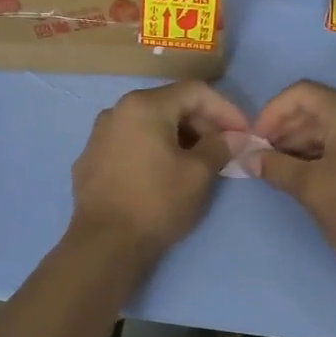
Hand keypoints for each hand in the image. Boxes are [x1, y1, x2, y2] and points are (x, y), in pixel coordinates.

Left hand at [71, 82, 247, 260]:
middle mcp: (117, 111)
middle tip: (226, 148)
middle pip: (170, 105)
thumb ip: (220, 147)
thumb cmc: (157, 202)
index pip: (195, 92)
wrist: (104, 244)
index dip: (226, 109)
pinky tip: (166, 173)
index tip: (244, 133)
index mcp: (144, 105)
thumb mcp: (198, 174)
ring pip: (149, 124)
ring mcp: (99, 135)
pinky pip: (131, 143)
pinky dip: (154, 150)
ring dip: (180, 137)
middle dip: (203, 124)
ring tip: (200, 161)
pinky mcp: (91, 160)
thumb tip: (234, 137)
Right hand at [250, 80, 335, 277]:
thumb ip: (276, 167)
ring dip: (306, 141)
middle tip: (265, 158)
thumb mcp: (311, 190)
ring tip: (284, 169)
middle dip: (287, 129)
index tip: (256, 141)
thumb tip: (248, 158)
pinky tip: (311, 172)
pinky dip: (329, 148)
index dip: (272, 112)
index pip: (303, 93)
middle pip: (320, 106)